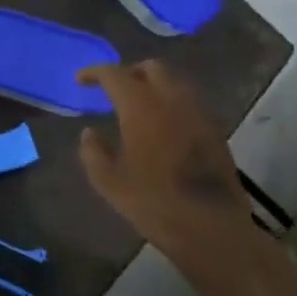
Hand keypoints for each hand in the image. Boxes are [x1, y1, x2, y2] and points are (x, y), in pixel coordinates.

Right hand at [76, 62, 256, 264]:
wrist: (210, 226)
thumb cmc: (152, 202)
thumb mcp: (108, 181)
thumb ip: (93, 151)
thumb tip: (89, 133)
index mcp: (142, 107)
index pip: (115, 74)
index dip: (95, 73)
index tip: (81, 80)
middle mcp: (173, 100)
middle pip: (152, 69)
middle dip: (129, 73)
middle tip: (113, 91)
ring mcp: (199, 113)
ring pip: (175, 82)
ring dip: (153, 86)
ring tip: (137, 106)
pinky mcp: (215, 130)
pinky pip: (189, 102)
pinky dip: (171, 103)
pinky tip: (161, 125)